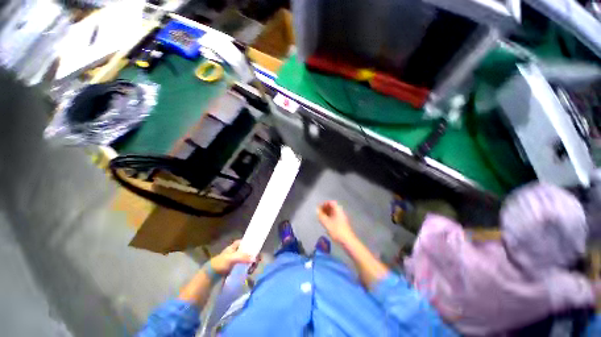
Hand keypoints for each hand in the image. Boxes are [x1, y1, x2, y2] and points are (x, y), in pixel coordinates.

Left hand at [210, 240, 252, 274]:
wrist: (210, 275)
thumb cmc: (220, 263)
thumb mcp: (232, 258)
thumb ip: (243, 257)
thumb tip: (255, 258)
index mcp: (235, 246)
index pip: (245, 241)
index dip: (251, 243)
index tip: (257, 248)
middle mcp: (236, 251)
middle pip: (248, 251)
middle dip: (253, 255)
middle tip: (256, 261)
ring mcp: (236, 259)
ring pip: (247, 258)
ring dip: (251, 263)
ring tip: (252, 268)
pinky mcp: (235, 267)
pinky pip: (245, 265)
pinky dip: (248, 268)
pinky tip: (249, 271)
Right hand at [317, 201, 355, 243]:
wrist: (348, 241)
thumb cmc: (337, 231)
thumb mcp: (326, 223)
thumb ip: (321, 216)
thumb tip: (317, 210)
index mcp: (338, 210)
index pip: (331, 202)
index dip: (325, 204)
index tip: (319, 208)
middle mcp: (341, 212)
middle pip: (333, 207)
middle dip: (325, 208)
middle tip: (319, 213)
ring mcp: (342, 218)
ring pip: (334, 213)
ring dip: (327, 214)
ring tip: (321, 218)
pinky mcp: (342, 224)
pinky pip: (335, 217)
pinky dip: (330, 218)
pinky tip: (326, 223)